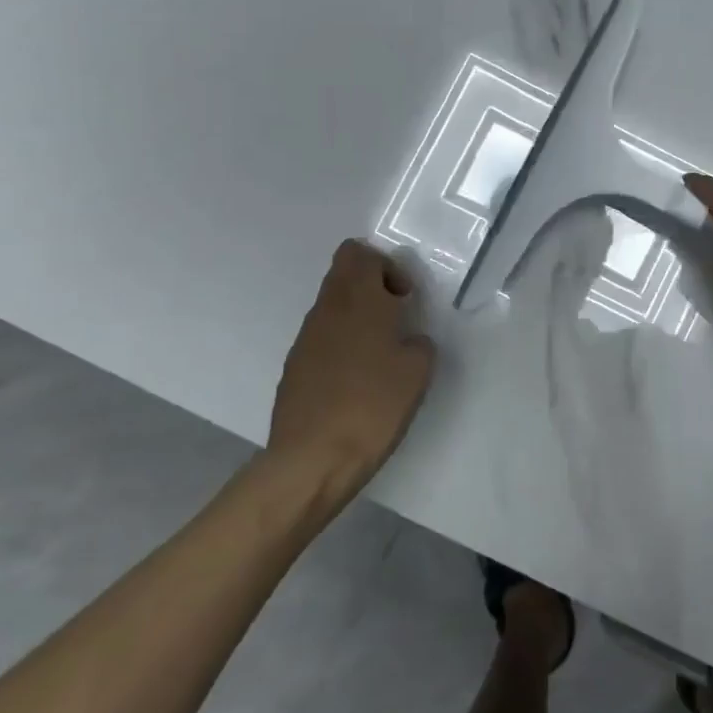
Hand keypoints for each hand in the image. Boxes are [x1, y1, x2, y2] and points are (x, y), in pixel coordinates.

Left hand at [260, 240, 436, 511]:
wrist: (312, 460)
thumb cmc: (372, 406)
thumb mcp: (417, 372)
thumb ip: (418, 343)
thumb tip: (408, 340)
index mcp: (358, 299)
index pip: (360, 253)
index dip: (387, 267)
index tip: (405, 300)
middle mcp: (326, 309)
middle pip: (343, 273)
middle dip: (372, 286)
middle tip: (397, 320)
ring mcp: (305, 338)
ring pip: (332, 306)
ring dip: (357, 316)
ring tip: (380, 355)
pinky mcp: (294, 367)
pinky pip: (322, 337)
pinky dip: (342, 345)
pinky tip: (357, 381)